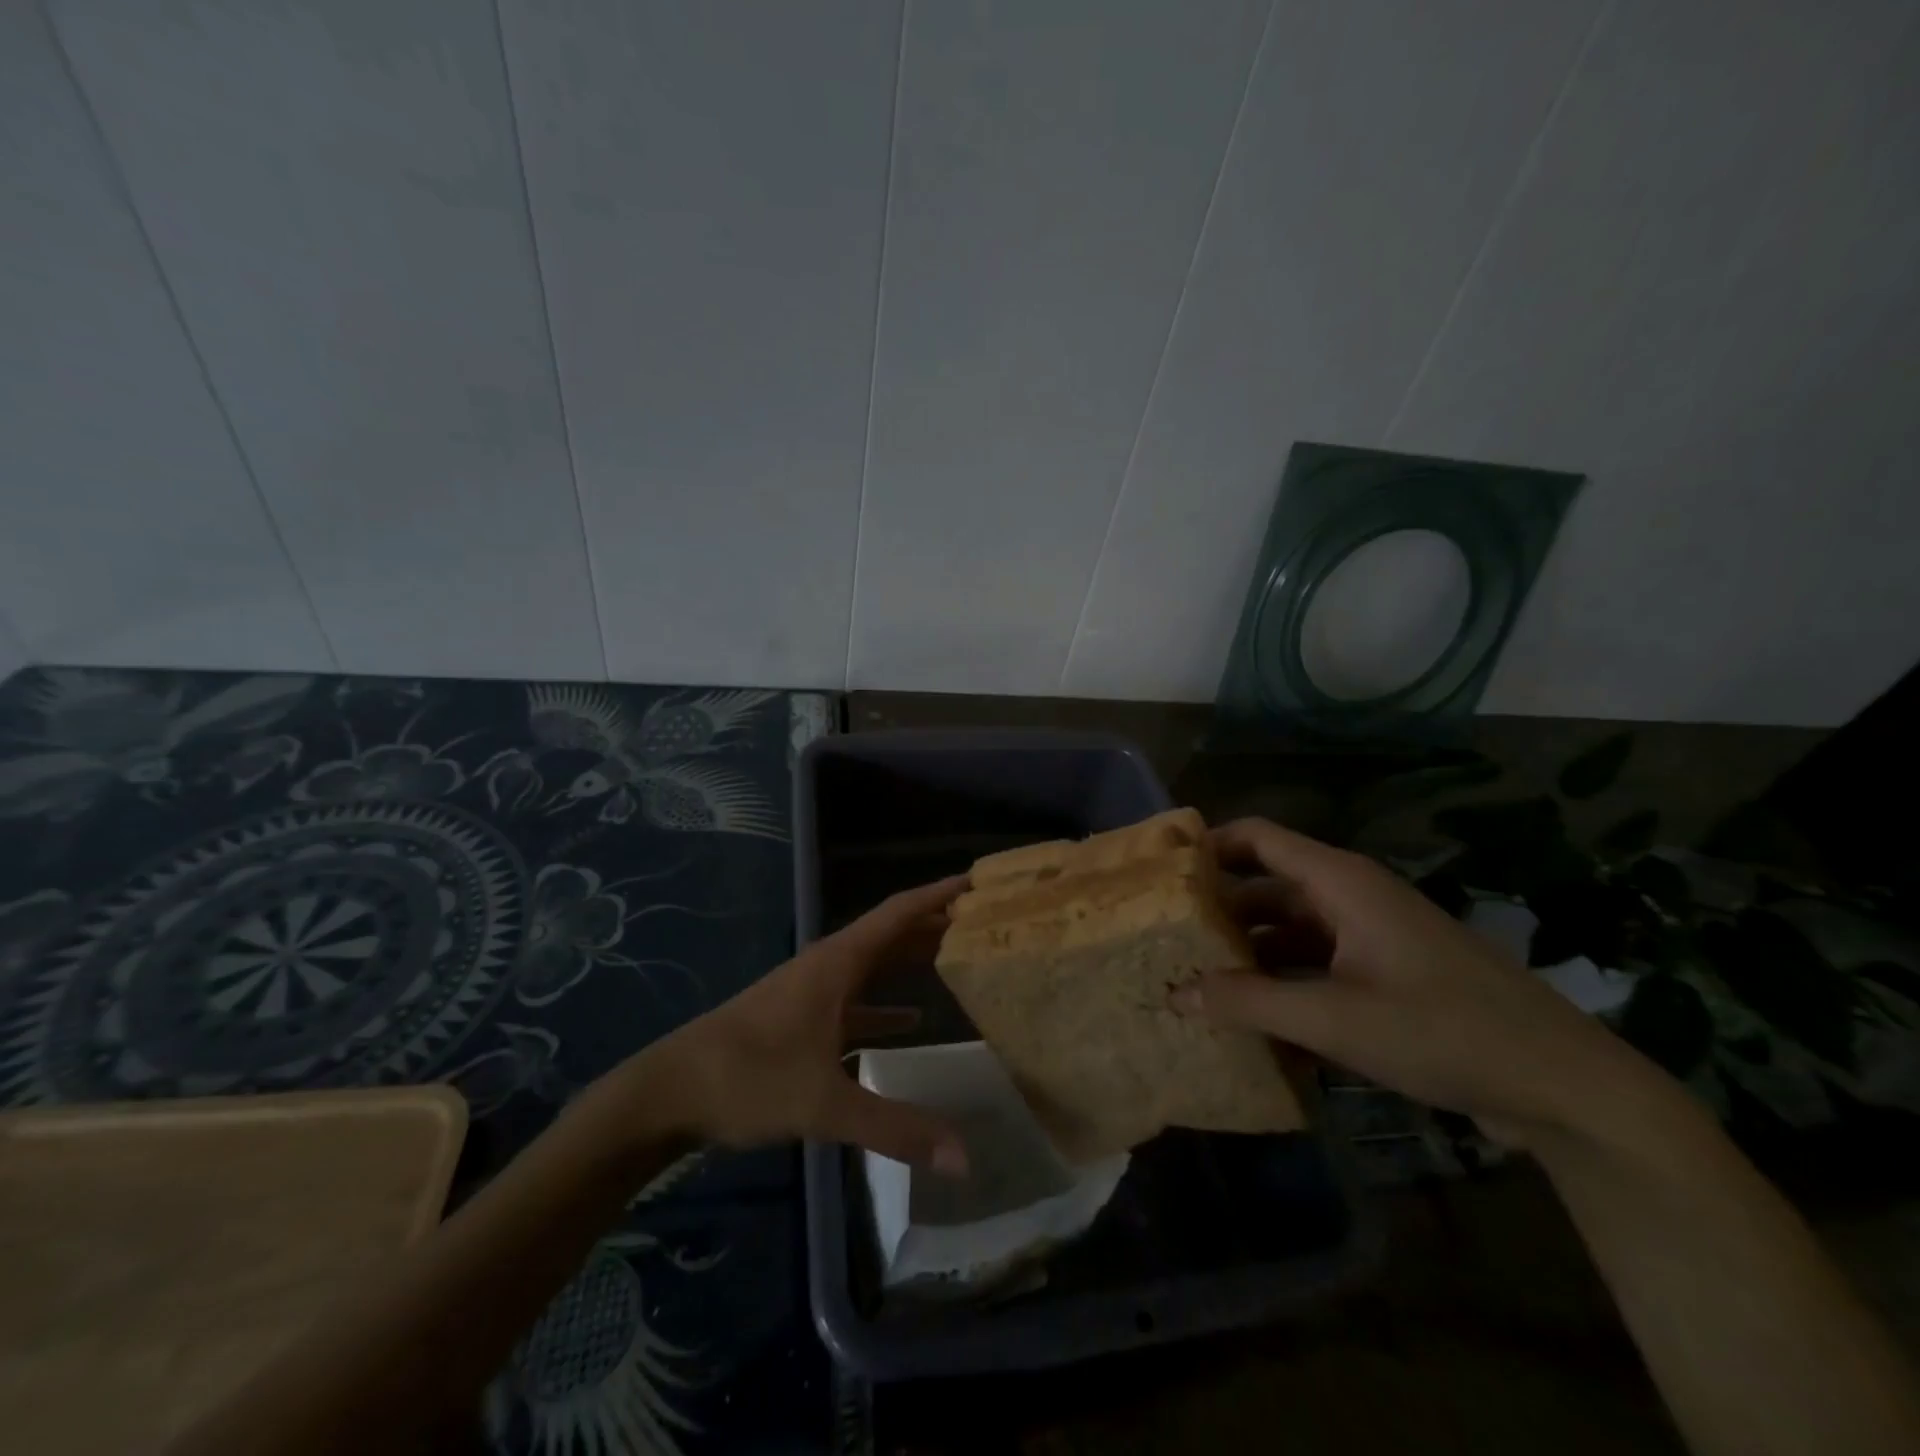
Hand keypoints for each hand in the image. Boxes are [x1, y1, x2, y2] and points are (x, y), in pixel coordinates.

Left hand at [644, 876, 969, 1171]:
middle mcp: (828, 965)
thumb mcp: (825, 1104)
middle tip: (984, 924)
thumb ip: (895, 1127)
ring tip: (956, 959)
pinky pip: (855, 999)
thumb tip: (964, 1156)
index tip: (978, 880)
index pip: (898, 912)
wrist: (670, 1092)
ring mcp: (811, 991)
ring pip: (873, 965)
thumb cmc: (749, 1079)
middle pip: (891, 934)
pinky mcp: (800, 1018)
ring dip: (912, 959)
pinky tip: (911, 1021)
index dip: (939, 893)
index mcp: (837, 963)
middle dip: (934, 925)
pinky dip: (886, 1003)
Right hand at [1177, 818, 1646, 1147]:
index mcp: (1340, 882)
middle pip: (1266, 883)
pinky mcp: (1385, 972)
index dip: (1207, 845)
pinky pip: (1315, 960)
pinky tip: (1251, 1013)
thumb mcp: (1334, 1019)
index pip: (1257, 836)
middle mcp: (1351, 896)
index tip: (1159, 874)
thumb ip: (1249, 1002)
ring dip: (1246, 948)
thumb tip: (1174, 993)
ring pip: (1289, 926)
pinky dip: (1281, 977)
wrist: (1564, 1085)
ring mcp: (1370, 935)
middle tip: (1165, 936)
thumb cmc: (1443, 1031)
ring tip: (1195, 977)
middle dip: (1216, 908)